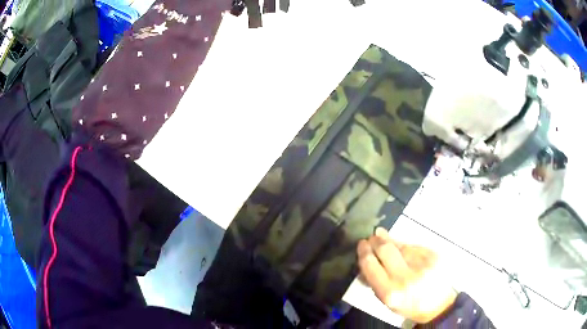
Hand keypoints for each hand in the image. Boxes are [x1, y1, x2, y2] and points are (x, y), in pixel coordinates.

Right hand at [357, 228, 457, 323]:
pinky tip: (405, 250)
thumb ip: (373, 280)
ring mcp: (422, 265)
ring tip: (387, 242)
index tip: (362, 243)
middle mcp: (406, 277)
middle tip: (373, 237)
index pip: (370, 264)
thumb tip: (364, 258)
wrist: (438, 305)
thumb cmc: (407, 304)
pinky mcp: (434, 256)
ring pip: (401, 245)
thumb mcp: (385, 299)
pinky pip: (415, 246)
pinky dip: (407, 246)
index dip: (364, 251)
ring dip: (391, 242)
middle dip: (376, 240)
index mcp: (389, 291)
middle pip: (385, 249)